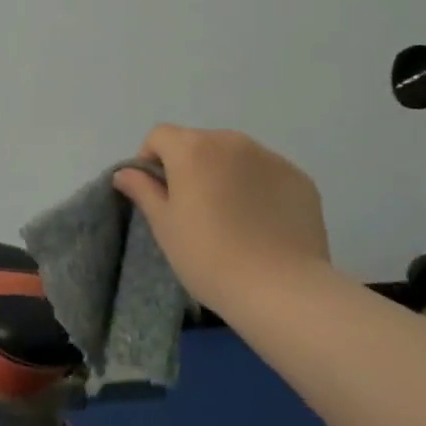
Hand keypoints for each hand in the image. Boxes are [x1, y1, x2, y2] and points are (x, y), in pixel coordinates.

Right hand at [111, 126, 329, 313]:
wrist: (281, 289)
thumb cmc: (208, 256)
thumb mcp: (164, 225)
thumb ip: (143, 190)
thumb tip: (125, 172)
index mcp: (192, 148)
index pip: (160, 136)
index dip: (151, 159)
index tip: (156, 193)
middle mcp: (231, 141)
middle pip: (199, 143)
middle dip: (191, 166)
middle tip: (193, 208)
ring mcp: (270, 157)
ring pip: (235, 156)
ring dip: (225, 174)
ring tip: (231, 216)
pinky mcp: (300, 178)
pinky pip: (267, 173)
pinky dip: (258, 187)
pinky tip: (262, 223)